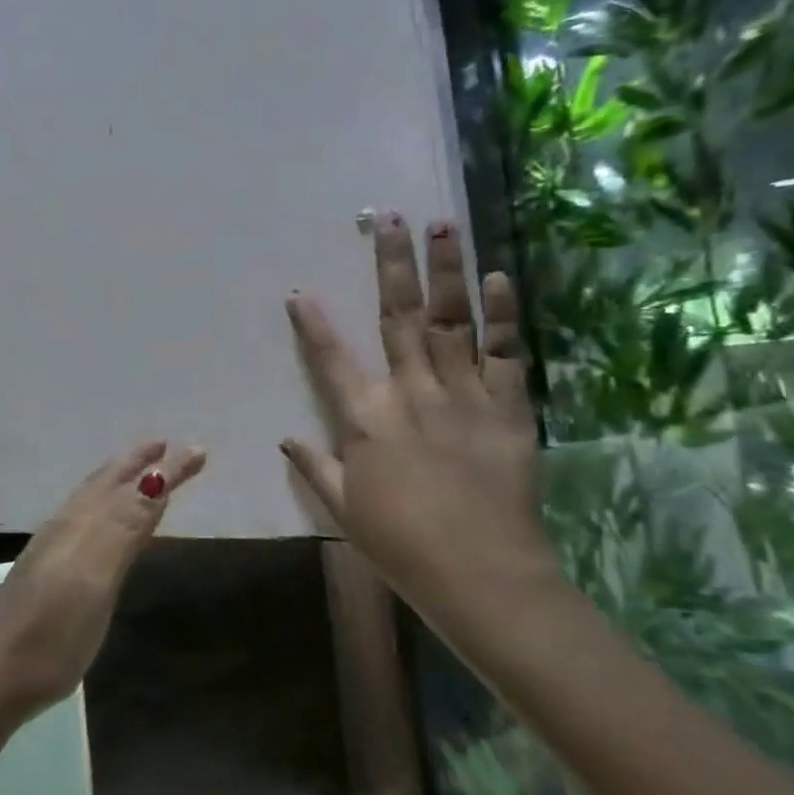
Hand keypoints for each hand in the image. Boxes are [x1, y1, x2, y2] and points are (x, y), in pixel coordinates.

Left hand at [0, 440, 206, 725]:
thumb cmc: (52, 629)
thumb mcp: (96, 576)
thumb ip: (125, 525)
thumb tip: (158, 475)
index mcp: (82, 523)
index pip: (131, 483)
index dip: (165, 467)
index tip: (199, 450)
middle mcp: (66, 526)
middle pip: (107, 483)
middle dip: (138, 462)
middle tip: (167, 447)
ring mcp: (52, 550)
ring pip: (92, 500)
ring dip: (120, 481)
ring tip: (141, 474)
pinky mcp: (46, 575)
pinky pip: (85, 522)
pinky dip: (106, 509)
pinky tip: (105, 526)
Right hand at [281, 215, 552, 619]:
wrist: (482, 576)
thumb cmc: (402, 546)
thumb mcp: (345, 511)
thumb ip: (315, 467)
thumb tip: (285, 438)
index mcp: (367, 419)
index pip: (331, 360)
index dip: (313, 324)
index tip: (300, 292)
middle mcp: (412, 393)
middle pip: (399, 318)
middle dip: (392, 265)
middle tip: (390, 218)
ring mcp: (463, 395)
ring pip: (452, 321)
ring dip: (446, 271)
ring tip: (443, 226)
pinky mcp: (509, 408)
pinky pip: (505, 352)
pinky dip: (503, 314)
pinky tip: (497, 277)